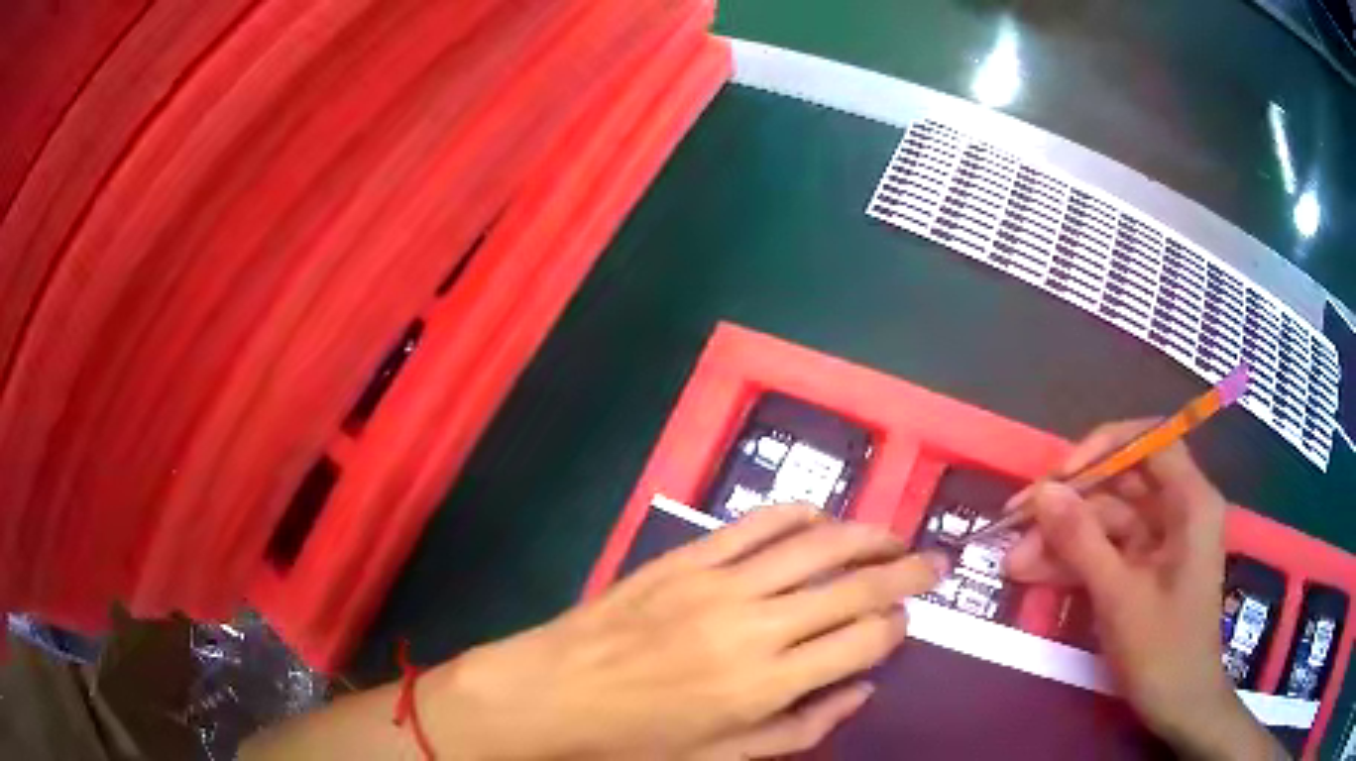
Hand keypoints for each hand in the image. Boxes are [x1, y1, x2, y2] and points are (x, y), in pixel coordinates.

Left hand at [428, 505, 944, 758]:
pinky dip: (801, 515)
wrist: (552, 692)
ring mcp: (720, 583)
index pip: (864, 641)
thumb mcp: (721, 758)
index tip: (905, 624)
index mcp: (765, 684)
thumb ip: (802, 728)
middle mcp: (755, 626)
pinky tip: (823, 520)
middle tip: (933, 564)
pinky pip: (759, 524)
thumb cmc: (636, 739)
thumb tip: (862, 689)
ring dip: (867, 534)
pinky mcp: (689, 557)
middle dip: (906, 573)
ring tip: (895, 535)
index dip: (897, 629)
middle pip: (855, 586)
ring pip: (818, 544)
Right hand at [1006, 421, 1285, 759]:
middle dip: (1068, 507)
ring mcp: (1159, 542)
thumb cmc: (1163, 651)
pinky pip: (1106, 552)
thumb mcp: (1119, 596)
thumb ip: (1082, 541)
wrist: (1178, 707)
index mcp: (1190, 502)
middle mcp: (1177, 511)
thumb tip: (1043, 492)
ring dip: (1061, 541)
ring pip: (1106, 522)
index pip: (1150, 442)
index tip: (1059, 476)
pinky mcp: (1144, 569)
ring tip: (1013, 564)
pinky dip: (1073, 563)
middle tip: (1015, 526)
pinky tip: (1034, 576)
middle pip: (1120, 484)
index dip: (1103, 448)